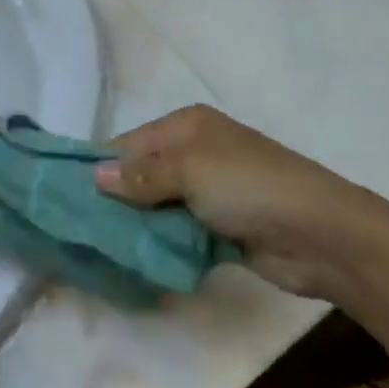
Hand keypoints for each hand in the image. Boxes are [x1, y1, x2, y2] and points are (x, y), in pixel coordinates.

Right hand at [95, 104, 388, 299]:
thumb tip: (95, 176)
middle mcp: (195, 153)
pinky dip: (160, 244)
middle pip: (141, 175)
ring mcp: (208, 192)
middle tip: (78, 227)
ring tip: (98, 248)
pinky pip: (177, 232)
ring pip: (157, 206)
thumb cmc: (250, 186)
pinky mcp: (219, 228)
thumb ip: (141, 175)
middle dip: (115, 198)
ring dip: (136, 225)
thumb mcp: (190, 170)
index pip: (129, 142)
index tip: (66, 194)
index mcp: (187, 126)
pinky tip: (134, 260)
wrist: (322, 234)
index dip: (101, 166)